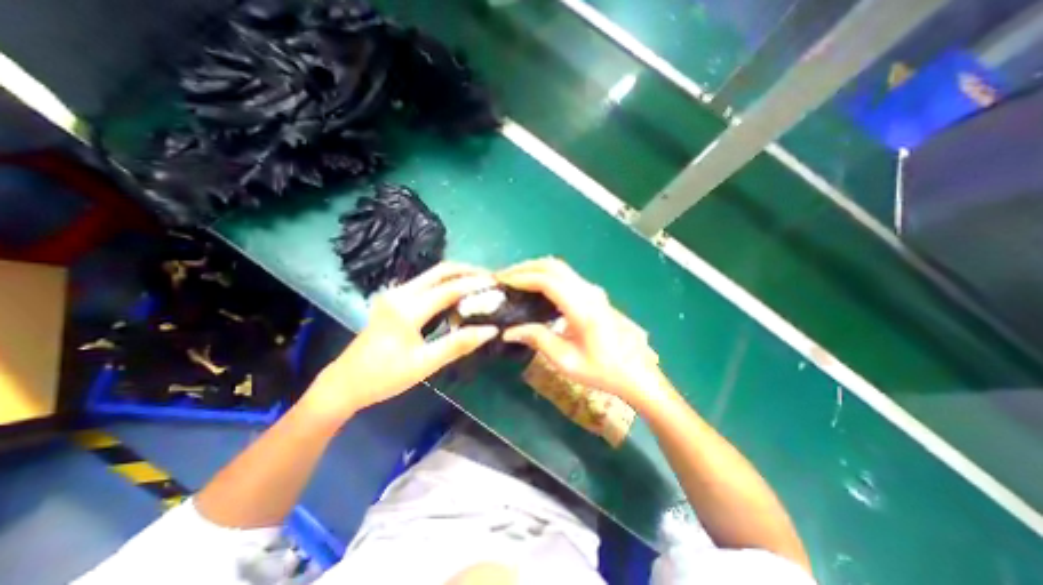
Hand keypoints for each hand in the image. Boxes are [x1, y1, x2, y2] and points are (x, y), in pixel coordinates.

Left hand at [304, 264, 498, 418]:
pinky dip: (445, 283)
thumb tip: (490, 330)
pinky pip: (425, 283)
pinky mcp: (393, 299)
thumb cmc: (385, 377)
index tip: (497, 285)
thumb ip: (458, 344)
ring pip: (432, 274)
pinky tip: (458, 294)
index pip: (449, 289)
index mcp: (407, 310)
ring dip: (457, 276)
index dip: (475, 285)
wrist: (345, 382)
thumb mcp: (424, 364)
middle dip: (468, 271)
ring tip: (479, 284)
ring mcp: (394, 294)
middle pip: (440, 270)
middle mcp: (400, 293)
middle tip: (490, 279)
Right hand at [496, 257, 666, 410]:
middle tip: (504, 277)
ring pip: (560, 268)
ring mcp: (593, 290)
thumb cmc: (602, 370)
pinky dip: (546, 274)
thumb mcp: (566, 361)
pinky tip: (535, 286)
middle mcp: (588, 292)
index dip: (522, 278)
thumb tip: (509, 330)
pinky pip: (566, 275)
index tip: (502, 282)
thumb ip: (538, 339)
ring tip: (515, 279)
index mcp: (582, 309)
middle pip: (553, 266)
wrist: (634, 372)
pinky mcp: (593, 294)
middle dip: (526, 267)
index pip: (547, 281)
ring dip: (536, 269)